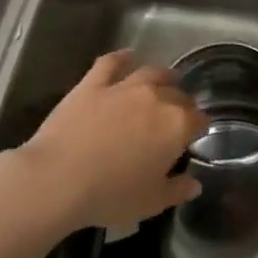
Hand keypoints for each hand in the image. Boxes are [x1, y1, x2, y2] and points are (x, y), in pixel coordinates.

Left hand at [19, 51, 208, 231]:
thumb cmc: (111, 195)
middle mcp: (156, 98)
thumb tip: (194, 184)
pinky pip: (111, 63)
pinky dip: (122, 57)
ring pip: (151, 73)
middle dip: (182, 103)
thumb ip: (177, 190)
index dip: (199, 126)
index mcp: (176, 126)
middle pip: (177, 94)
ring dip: (162, 76)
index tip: (195, 134)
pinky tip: (128, 55)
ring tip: (166, 79)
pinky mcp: (92, 84)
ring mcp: (123, 87)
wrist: (58, 179)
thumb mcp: (152, 202)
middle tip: (178, 114)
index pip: (199, 119)